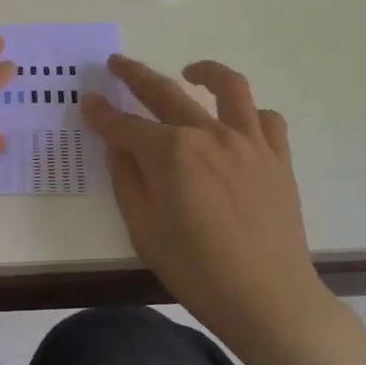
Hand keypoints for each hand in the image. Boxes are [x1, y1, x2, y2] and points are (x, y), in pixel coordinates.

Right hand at [83, 56, 329, 355]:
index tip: (88, 102)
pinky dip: (250, 113)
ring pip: (229, 87)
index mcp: (171, 153)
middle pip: (165, 93)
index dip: (102, 113)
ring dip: (205, 71)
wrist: (269, 300)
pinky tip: (237, 121)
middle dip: (135, 75)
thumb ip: (127, 181)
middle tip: (117, 64)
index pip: (125, 125)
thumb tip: (118, 147)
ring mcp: (248, 142)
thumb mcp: (144, 230)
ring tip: (189, 71)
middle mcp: (209, 134)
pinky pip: (267, 119)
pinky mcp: (277, 157)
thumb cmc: (197, 272)